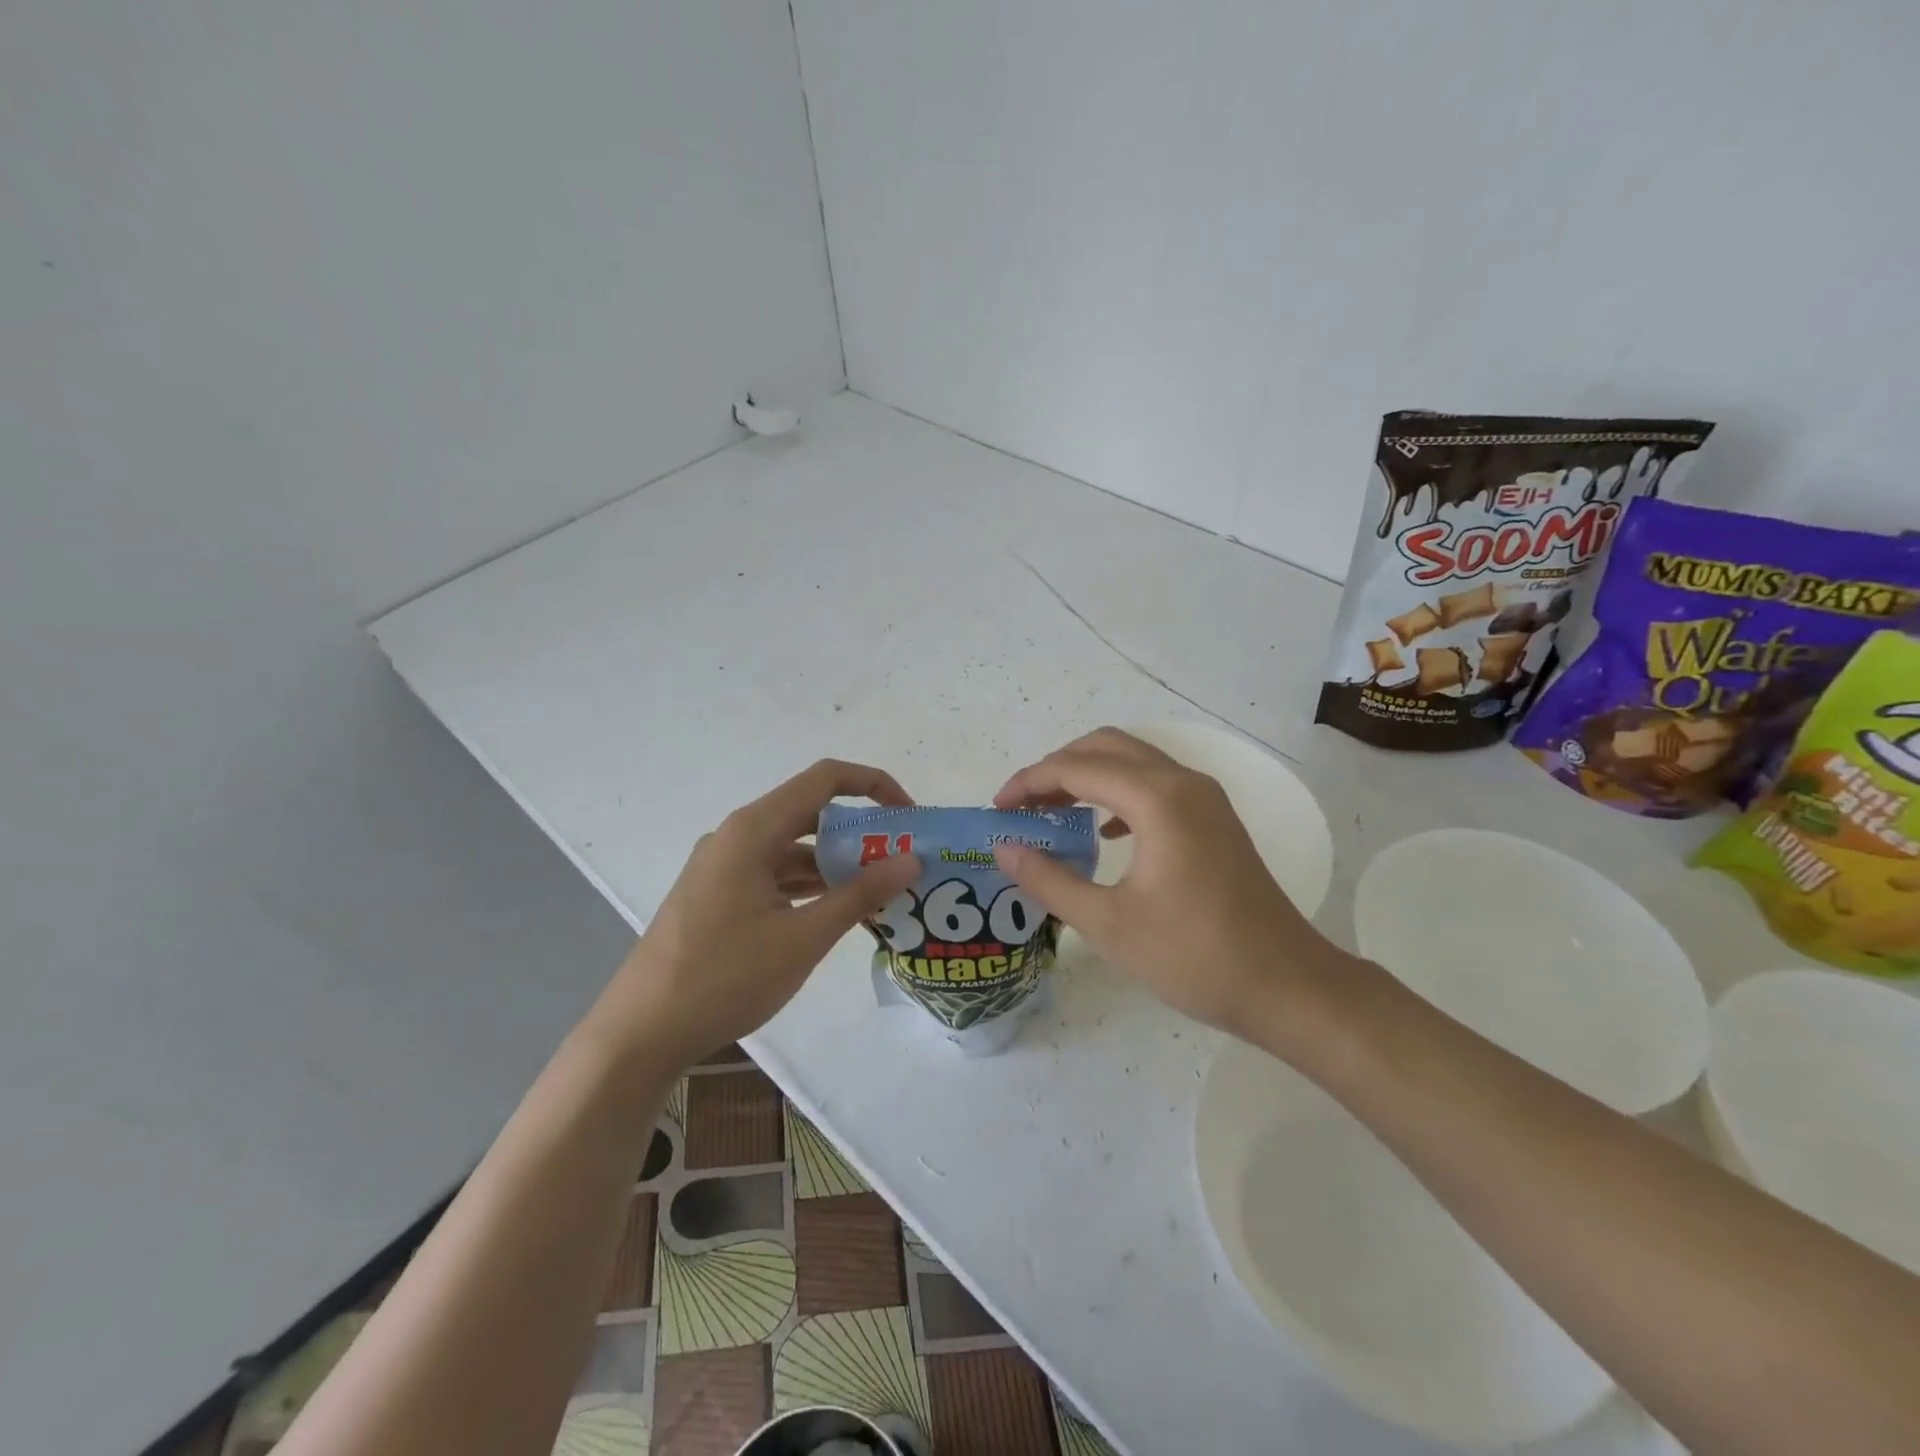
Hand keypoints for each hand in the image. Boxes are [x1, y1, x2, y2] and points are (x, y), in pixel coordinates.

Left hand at [591, 760, 921, 1066]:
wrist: (640, 1033)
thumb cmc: (724, 977)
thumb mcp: (803, 937)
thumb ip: (860, 894)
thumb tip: (912, 860)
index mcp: (753, 830)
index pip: (825, 780)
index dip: (874, 786)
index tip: (910, 817)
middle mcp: (737, 836)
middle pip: (810, 813)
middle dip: (860, 832)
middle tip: (903, 862)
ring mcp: (723, 867)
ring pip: (793, 848)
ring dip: (836, 864)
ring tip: (881, 893)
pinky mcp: (718, 895)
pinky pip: (774, 875)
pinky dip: (809, 886)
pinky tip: (837, 914)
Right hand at [991, 728, 1349, 1037]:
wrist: (1287, 986)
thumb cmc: (1194, 957)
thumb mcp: (1108, 924)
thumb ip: (1049, 880)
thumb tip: (1004, 849)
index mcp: (1158, 799)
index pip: (1076, 768)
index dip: (1029, 782)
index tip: (997, 810)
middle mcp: (1183, 782)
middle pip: (1105, 747)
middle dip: (1056, 769)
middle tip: (1022, 807)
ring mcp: (1205, 797)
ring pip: (1132, 761)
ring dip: (1087, 777)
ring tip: (1052, 814)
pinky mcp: (1214, 818)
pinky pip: (1155, 784)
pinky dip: (1118, 793)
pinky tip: (1104, 831)